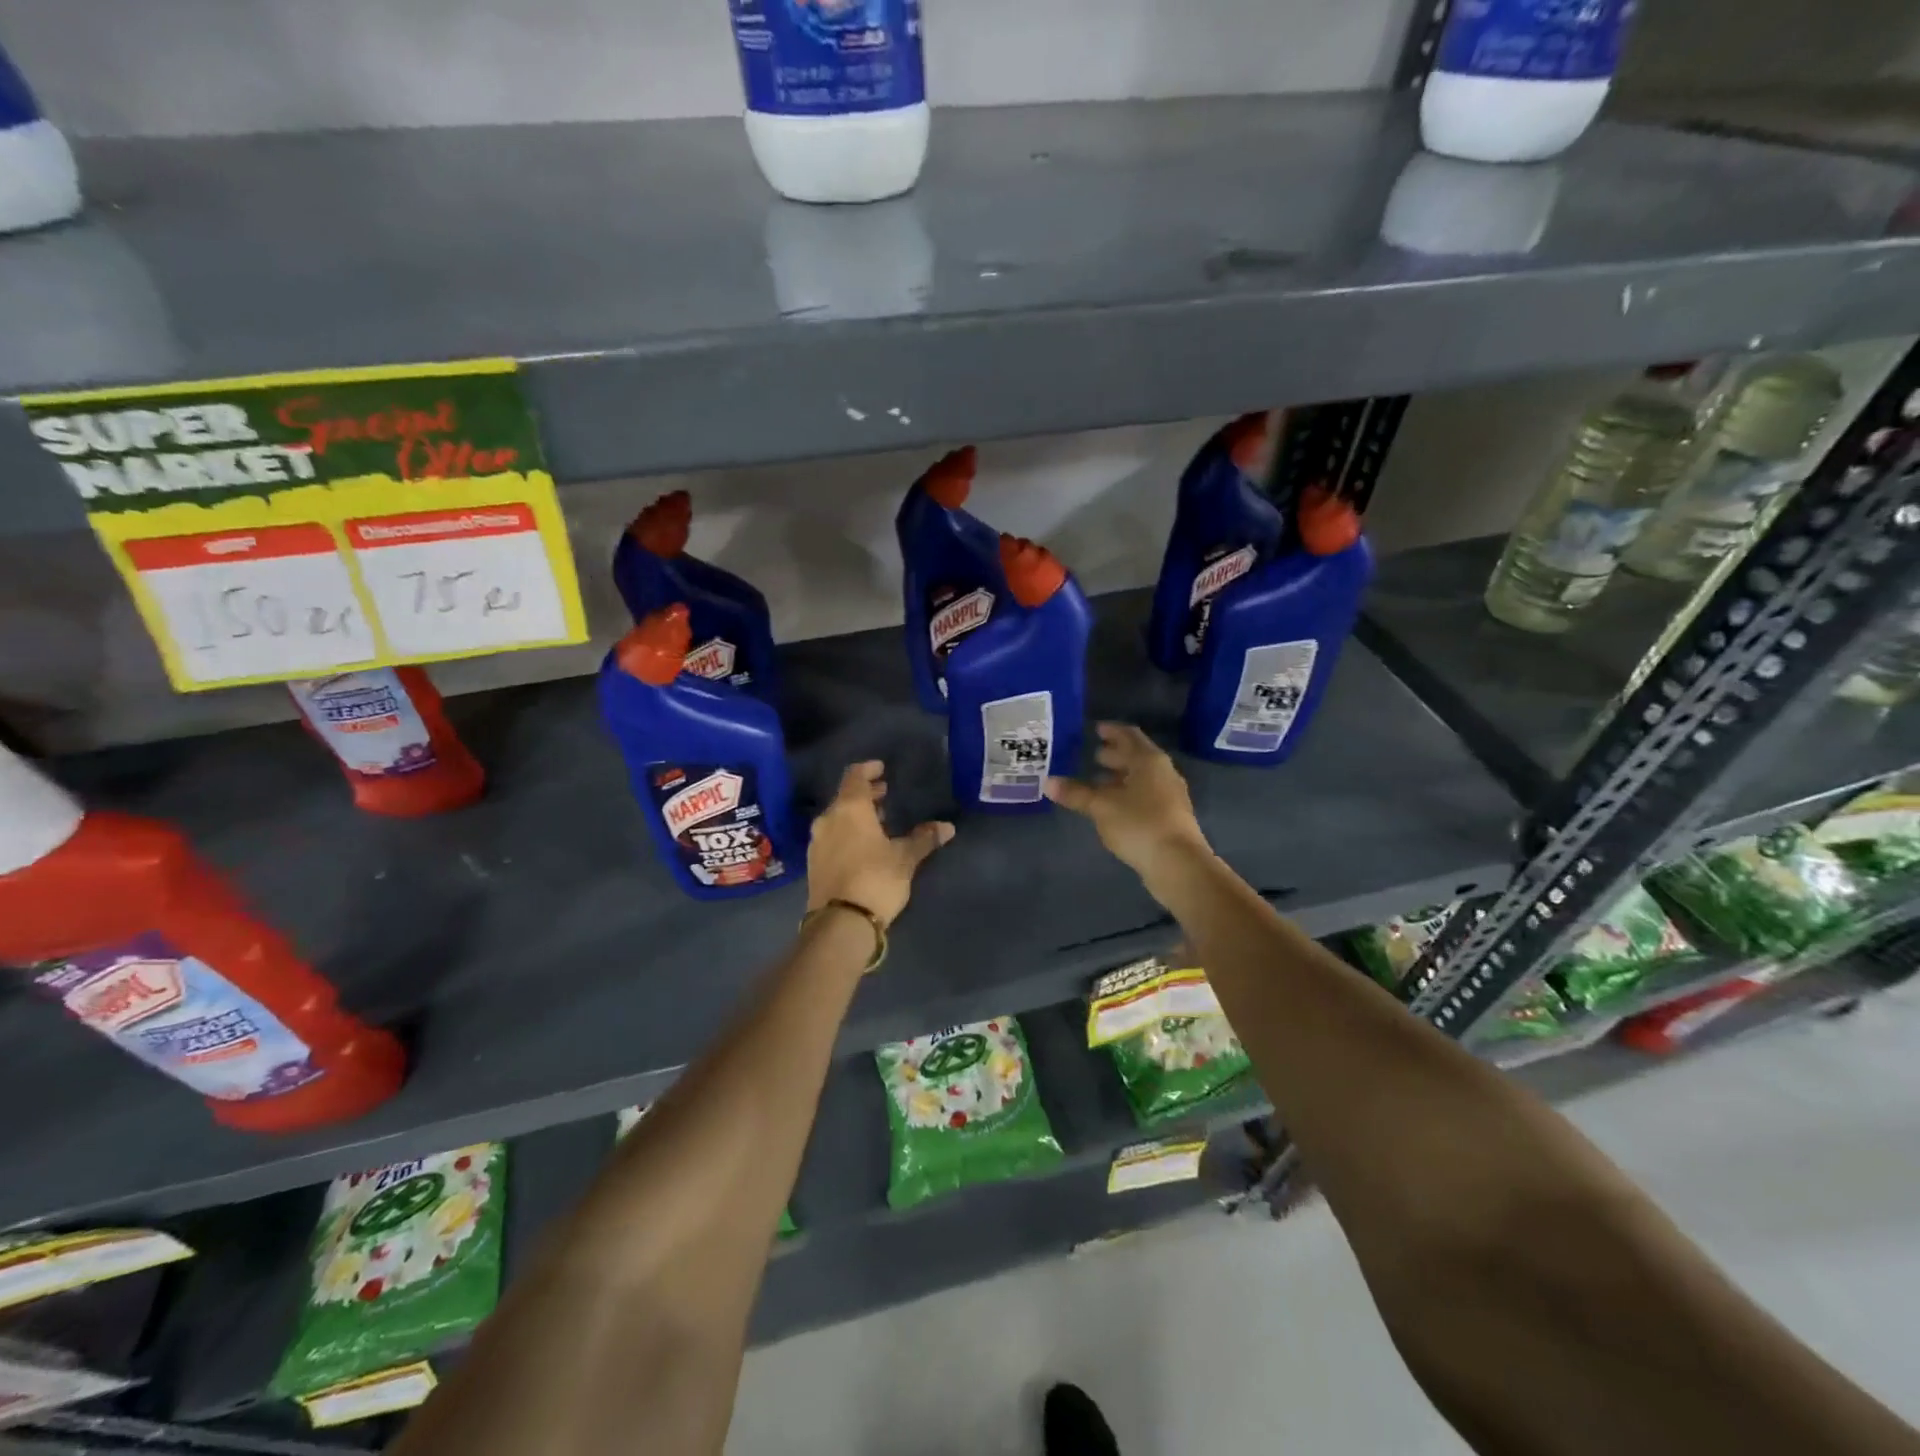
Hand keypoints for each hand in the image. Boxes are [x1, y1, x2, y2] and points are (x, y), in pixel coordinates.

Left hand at [807, 761, 953, 927]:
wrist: (840, 923)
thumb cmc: (875, 879)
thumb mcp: (905, 858)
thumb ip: (924, 839)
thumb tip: (947, 827)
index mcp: (849, 808)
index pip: (855, 776)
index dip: (868, 769)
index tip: (881, 768)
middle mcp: (828, 819)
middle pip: (845, 797)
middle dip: (865, 794)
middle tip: (885, 794)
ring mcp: (817, 842)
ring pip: (837, 818)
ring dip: (856, 815)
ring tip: (878, 821)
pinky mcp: (814, 863)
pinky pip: (832, 836)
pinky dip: (847, 832)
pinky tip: (863, 845)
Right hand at [1045, 723, 1211, 880]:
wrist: (1177, 862)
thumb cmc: (1138, 823)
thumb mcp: (1101, 806)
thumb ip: (1075, 793)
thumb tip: (1048, 782)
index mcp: (1148, 760)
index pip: (1129, 735)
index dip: (1112, 731)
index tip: (1096, 729)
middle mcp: (1163, 772)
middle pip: (1137, 756)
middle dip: (1116, 754)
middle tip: (1094, 755)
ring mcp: (1170, 795)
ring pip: (1142, 777)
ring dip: (1122, 776)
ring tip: (1099, 781)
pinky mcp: (1171, 816)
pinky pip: (1147, 795)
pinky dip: (1129, 793)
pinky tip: (1115, 806)